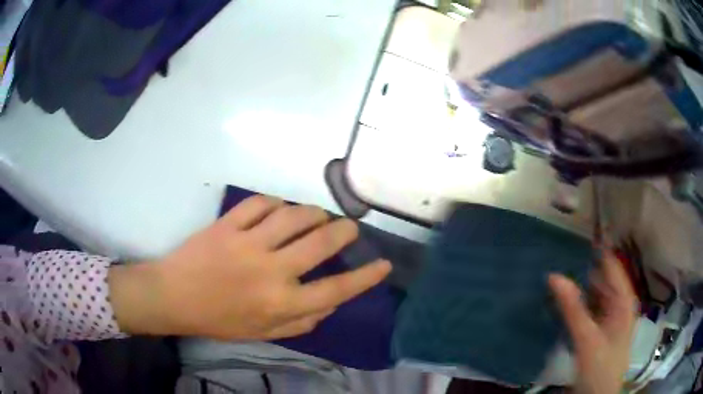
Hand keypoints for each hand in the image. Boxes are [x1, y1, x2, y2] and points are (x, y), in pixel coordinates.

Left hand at [110, 195, 390, 340]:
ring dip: (314, 212)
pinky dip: (276, 202)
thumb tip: (330, 303)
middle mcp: (270, 271)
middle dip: (344, 231)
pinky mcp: (227, 224)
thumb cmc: (219, 320)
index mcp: (280, 303)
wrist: (173, 296)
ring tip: (318, 215)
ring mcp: (247, 243)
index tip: (384, 263)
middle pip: (321, 242)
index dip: (365, 277)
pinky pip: (260, 203)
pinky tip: (280, 208)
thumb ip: (301, 322)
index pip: (336, 289)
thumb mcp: (263, 333)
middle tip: (350, 226)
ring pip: (294, 215)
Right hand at [549, 252, 637, 393]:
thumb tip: (554, 275)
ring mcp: (609, 315)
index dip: (596, 246)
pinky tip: (561, 299)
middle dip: (582, 266)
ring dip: (578, 283)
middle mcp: (619, 301)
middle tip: (557, 253)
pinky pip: (589, 306)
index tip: (573, 232)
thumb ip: (572, 307)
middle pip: (602, 276)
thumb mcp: (587, 338)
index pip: (611, 262)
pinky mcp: (599, 327)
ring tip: (555, 271)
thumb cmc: (600, 366)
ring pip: (594, 291)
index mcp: (624, 298)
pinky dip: (577, 301)